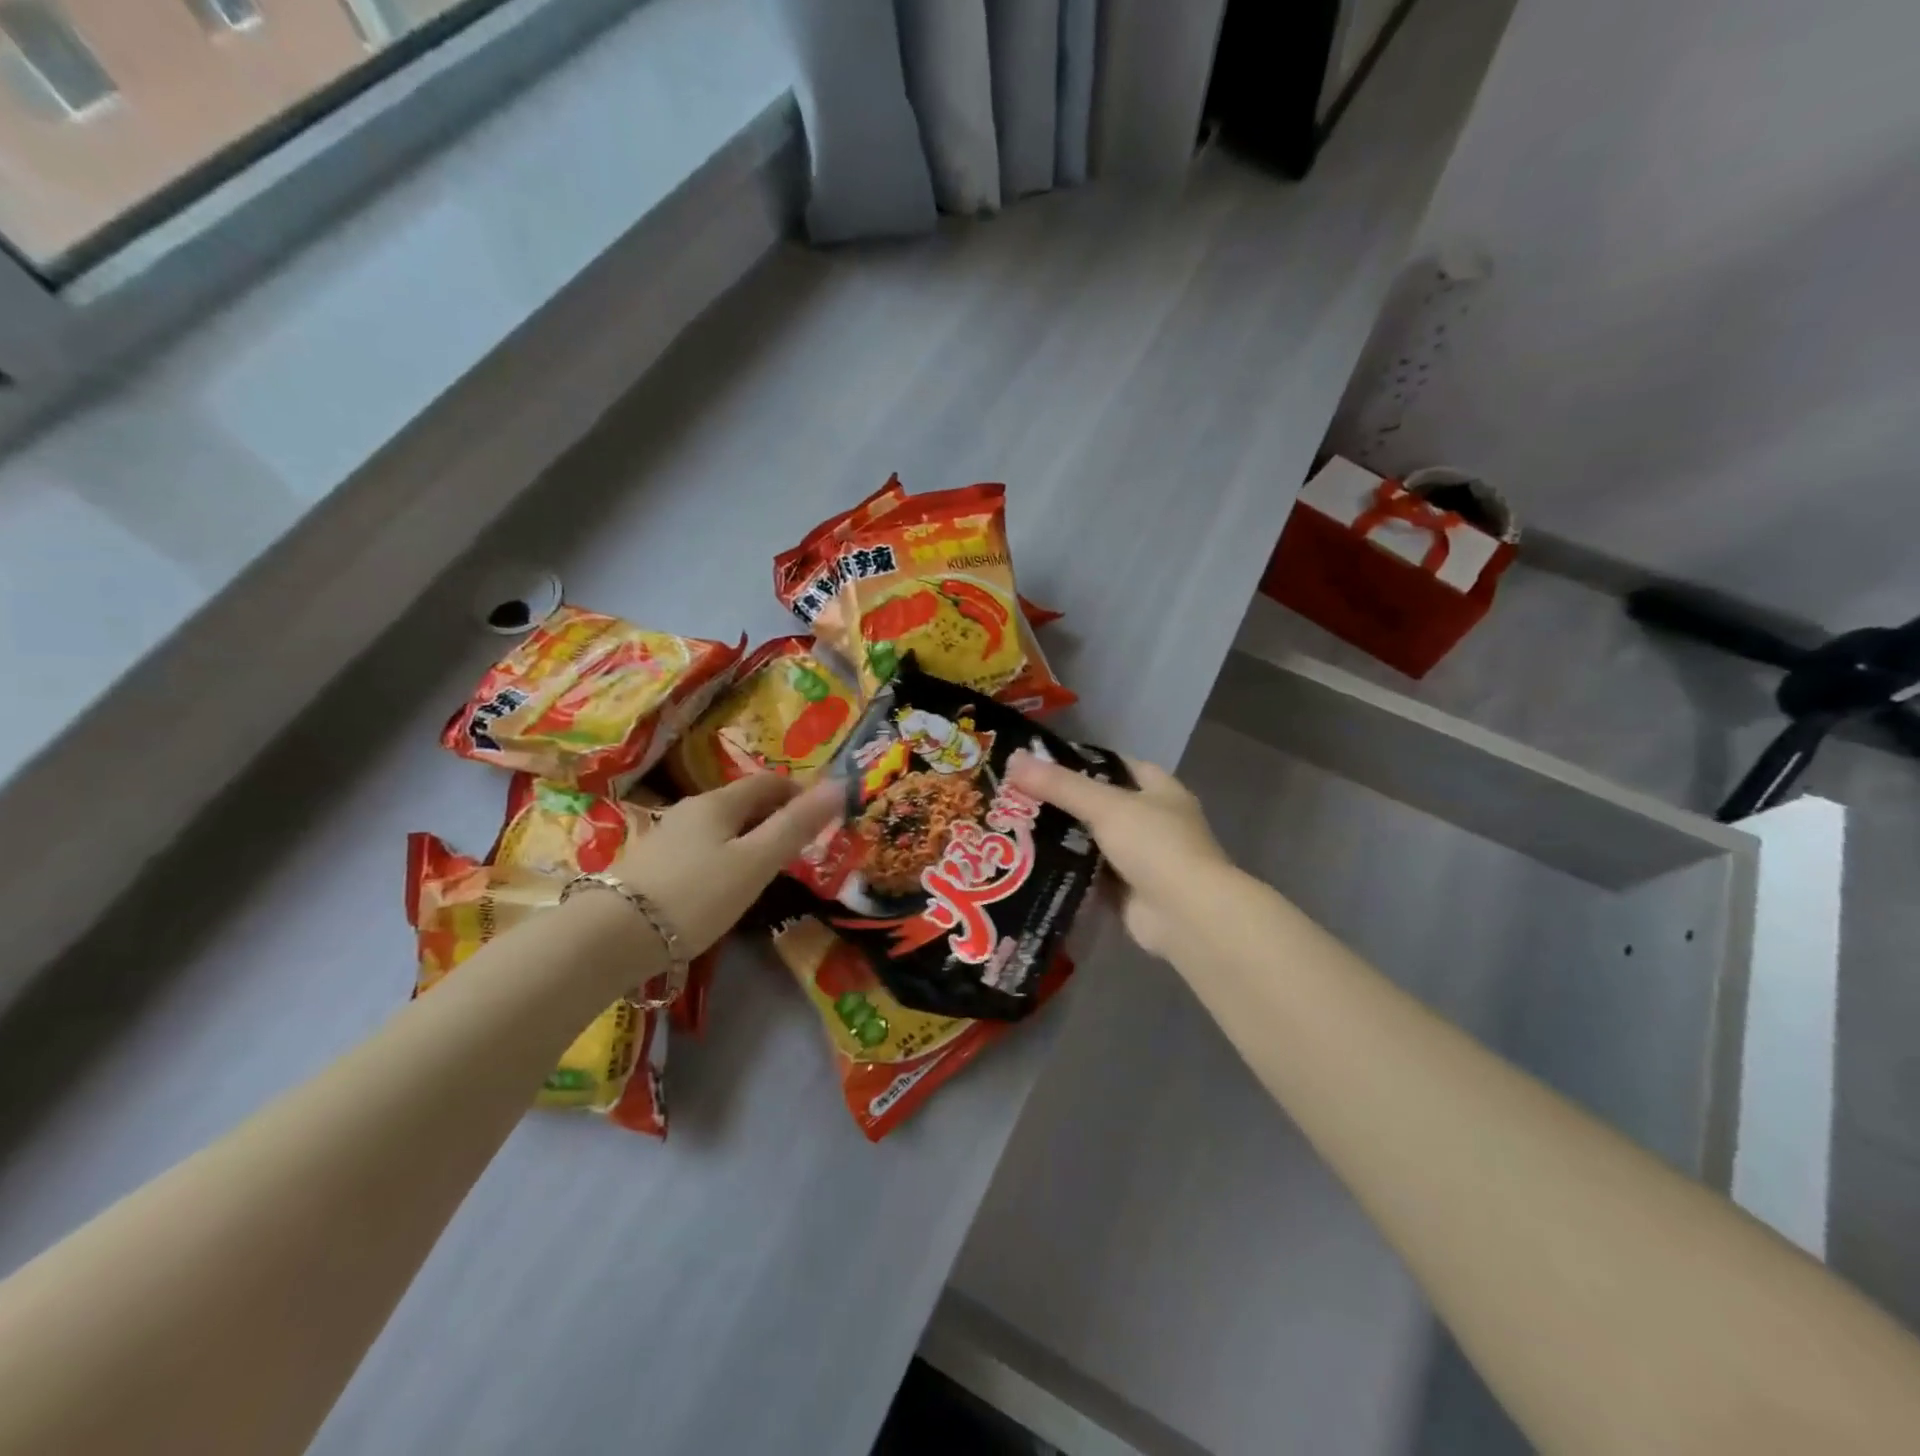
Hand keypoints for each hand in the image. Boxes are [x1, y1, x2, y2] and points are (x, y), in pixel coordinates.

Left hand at [609, 774, 840, 953]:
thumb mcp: (756, 862)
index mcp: (719, 802)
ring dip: (750, 837)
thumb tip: (840, 784)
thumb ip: (797, 825)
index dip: (799, 792)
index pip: (768, 782)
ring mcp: (667, 836)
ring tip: (769, 867)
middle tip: (802, 845)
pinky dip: (725, 855)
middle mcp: (691, 810)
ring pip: (721, 826)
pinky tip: (725, 884)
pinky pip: (702, 848)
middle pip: (743, 802)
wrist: (612, 938)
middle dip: (776, 815)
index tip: (822, 815)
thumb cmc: (696, 895)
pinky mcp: (652, 864)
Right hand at [1007, 750, 1230, 957]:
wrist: (1187, 915)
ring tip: (1013, 829)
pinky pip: (1089, 876)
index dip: (1079, 761)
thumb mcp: (1105, 806)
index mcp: (1159, 790)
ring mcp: (1141, 859)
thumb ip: (1060, 785)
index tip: (1039, 763)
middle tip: (1015, 797)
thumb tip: (1014, 758)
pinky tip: (1030, 865)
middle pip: (1099, 804)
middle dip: (1062, 803)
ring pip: (1092, 841)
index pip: (1114, 765)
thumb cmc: (1155, 845)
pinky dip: (1067, 872)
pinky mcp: (1126, 892)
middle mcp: (1152, 821)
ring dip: (1062, 839)